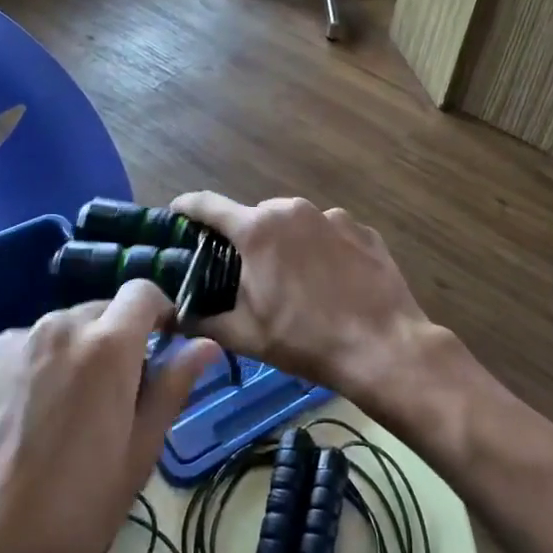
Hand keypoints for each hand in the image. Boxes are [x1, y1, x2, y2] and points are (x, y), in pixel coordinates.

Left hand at [0, 281, 217, 552]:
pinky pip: (17, 356)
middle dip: (116, 340)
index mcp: (105, 346)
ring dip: (72, 357)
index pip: (142, 292)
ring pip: (56, 333)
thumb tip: (205, 345)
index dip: (160, 312)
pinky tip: (19, 430)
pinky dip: (31, 374)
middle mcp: (55, 328)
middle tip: (116, 400)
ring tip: (63, 420)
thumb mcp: (137, 457)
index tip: (164, 347)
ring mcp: (6, 347)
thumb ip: (172, 389)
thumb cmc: (71, 515)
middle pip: (99, 312)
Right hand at [171, 192, 439, 408]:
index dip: (187, 207)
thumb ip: (201, 320)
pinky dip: (321, 250)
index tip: (176, 214)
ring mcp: (332, 216)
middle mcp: (292, 210)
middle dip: (245, 240)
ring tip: (295, 284)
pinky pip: (329, 233)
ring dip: (286, 245)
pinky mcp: (362, 229)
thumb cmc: (304, 339)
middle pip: (255, 217)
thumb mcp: (245, 335)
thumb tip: (169, 316)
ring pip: (294, 224)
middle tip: (245, 274)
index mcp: (257, 229)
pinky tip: (331, 282)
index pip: (208, 205)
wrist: (383, 347)